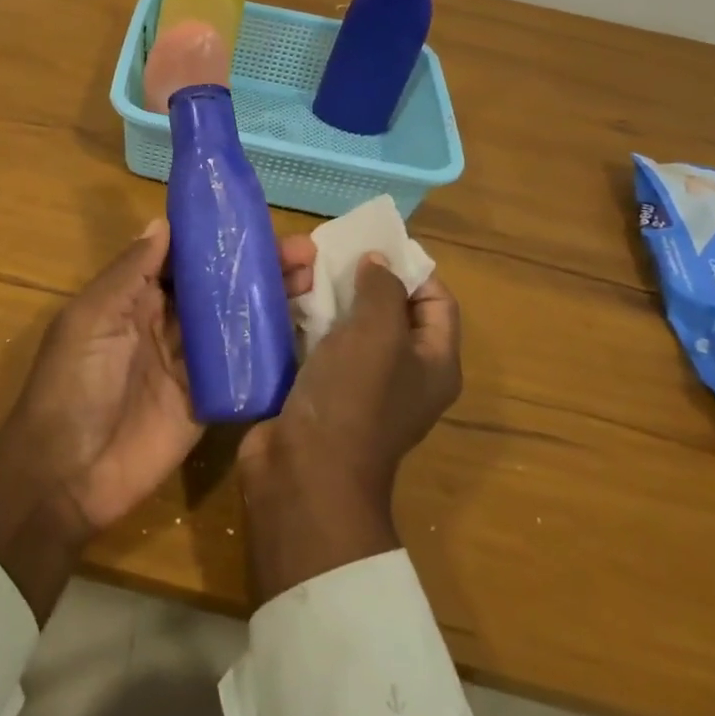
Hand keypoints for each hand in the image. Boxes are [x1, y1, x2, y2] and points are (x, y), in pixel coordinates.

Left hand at [0, 219, 315, 619]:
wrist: (67, 476)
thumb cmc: (71, 384)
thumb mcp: (91, 319)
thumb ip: (129, 274)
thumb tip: (163, 223)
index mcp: (132, 298)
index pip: (180, 258)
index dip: (214, 238)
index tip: (254, 219)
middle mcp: (164, 323)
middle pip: (215, 286)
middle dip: (254, 265)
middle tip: (302, 249)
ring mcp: (189, 363)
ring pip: (234, 321)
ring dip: (269, 298)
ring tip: (311, 276)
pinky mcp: (208, 400)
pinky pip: (241, 368)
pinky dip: (269, 348)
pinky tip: (304, 328)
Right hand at [238, 255, 460, 603]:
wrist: (303, 472)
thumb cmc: (353, 398)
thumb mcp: (378, 333)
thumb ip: (382, 288)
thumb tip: (378, 262)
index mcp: (432, 362)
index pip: (436, 301)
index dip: (412, 268)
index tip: (374, 243)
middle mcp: (399, 371)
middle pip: (386, 308)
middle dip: (358, 277)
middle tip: (326, 251)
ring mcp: (355, 382)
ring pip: (345, 322)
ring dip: (323, 295)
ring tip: (296, 268)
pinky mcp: (317, 389)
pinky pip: (315, 342)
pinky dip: (301, 319)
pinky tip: (279, 298)